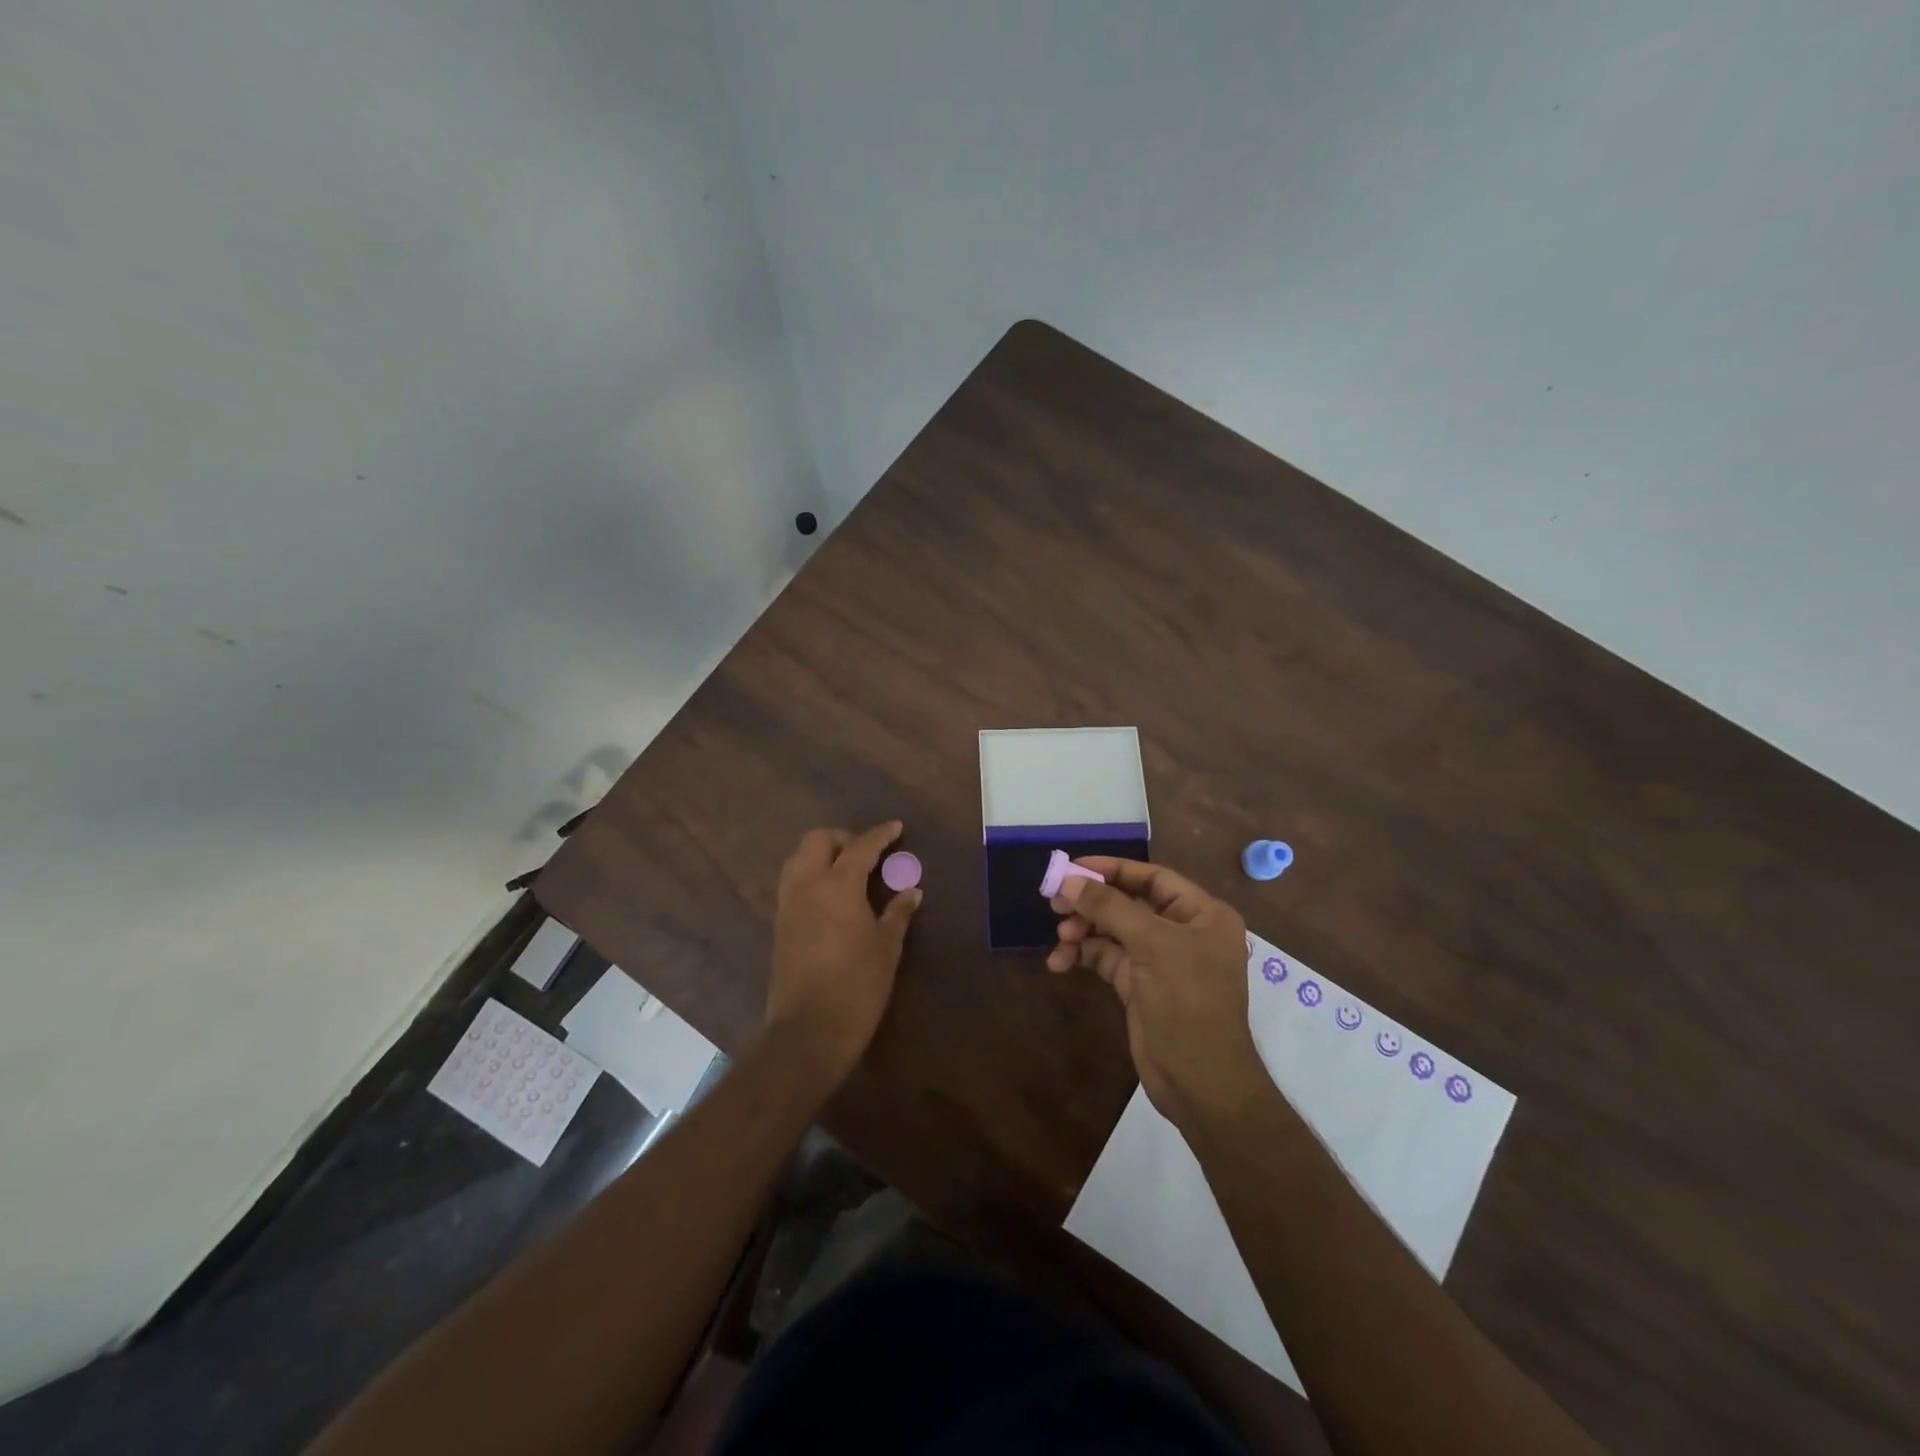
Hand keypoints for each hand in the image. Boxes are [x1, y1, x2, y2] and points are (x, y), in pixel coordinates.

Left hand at [765, 822, 920, 1084]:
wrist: (808, 1030)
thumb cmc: (857, 986)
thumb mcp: (887, 948)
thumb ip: (897, 914)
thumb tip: (911, 891)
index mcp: (838, 885)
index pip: (860, 847)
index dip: (880, 835)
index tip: (895, 828)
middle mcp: (807, 886)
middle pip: (818, 841)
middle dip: (843, 838)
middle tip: (867, 853)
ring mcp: (788, 905)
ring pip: (798, 859)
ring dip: (822, 855)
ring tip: (848, 872)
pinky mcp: (779, 925)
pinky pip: (793, 884)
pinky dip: (811, 876)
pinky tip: (831, 897)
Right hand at [1048, 858, 1266, 1129]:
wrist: (1201, 1082)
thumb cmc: (1188, 1002)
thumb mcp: (1151, 946)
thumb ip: (1109, 908)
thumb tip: (1069, 880)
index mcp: (1202, 914)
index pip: (1152, 877)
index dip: (1112, 869)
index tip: (1072, 867)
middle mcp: (1183, 932)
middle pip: (1128, 903)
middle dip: (1092, 903)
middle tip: (1055, 903)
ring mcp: (1160, 960)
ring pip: (1113, 931)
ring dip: (1084, 931)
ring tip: (1061, 939)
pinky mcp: (1140, 985)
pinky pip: (1106, 958)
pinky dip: (1083, 956)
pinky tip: (1060, 963)